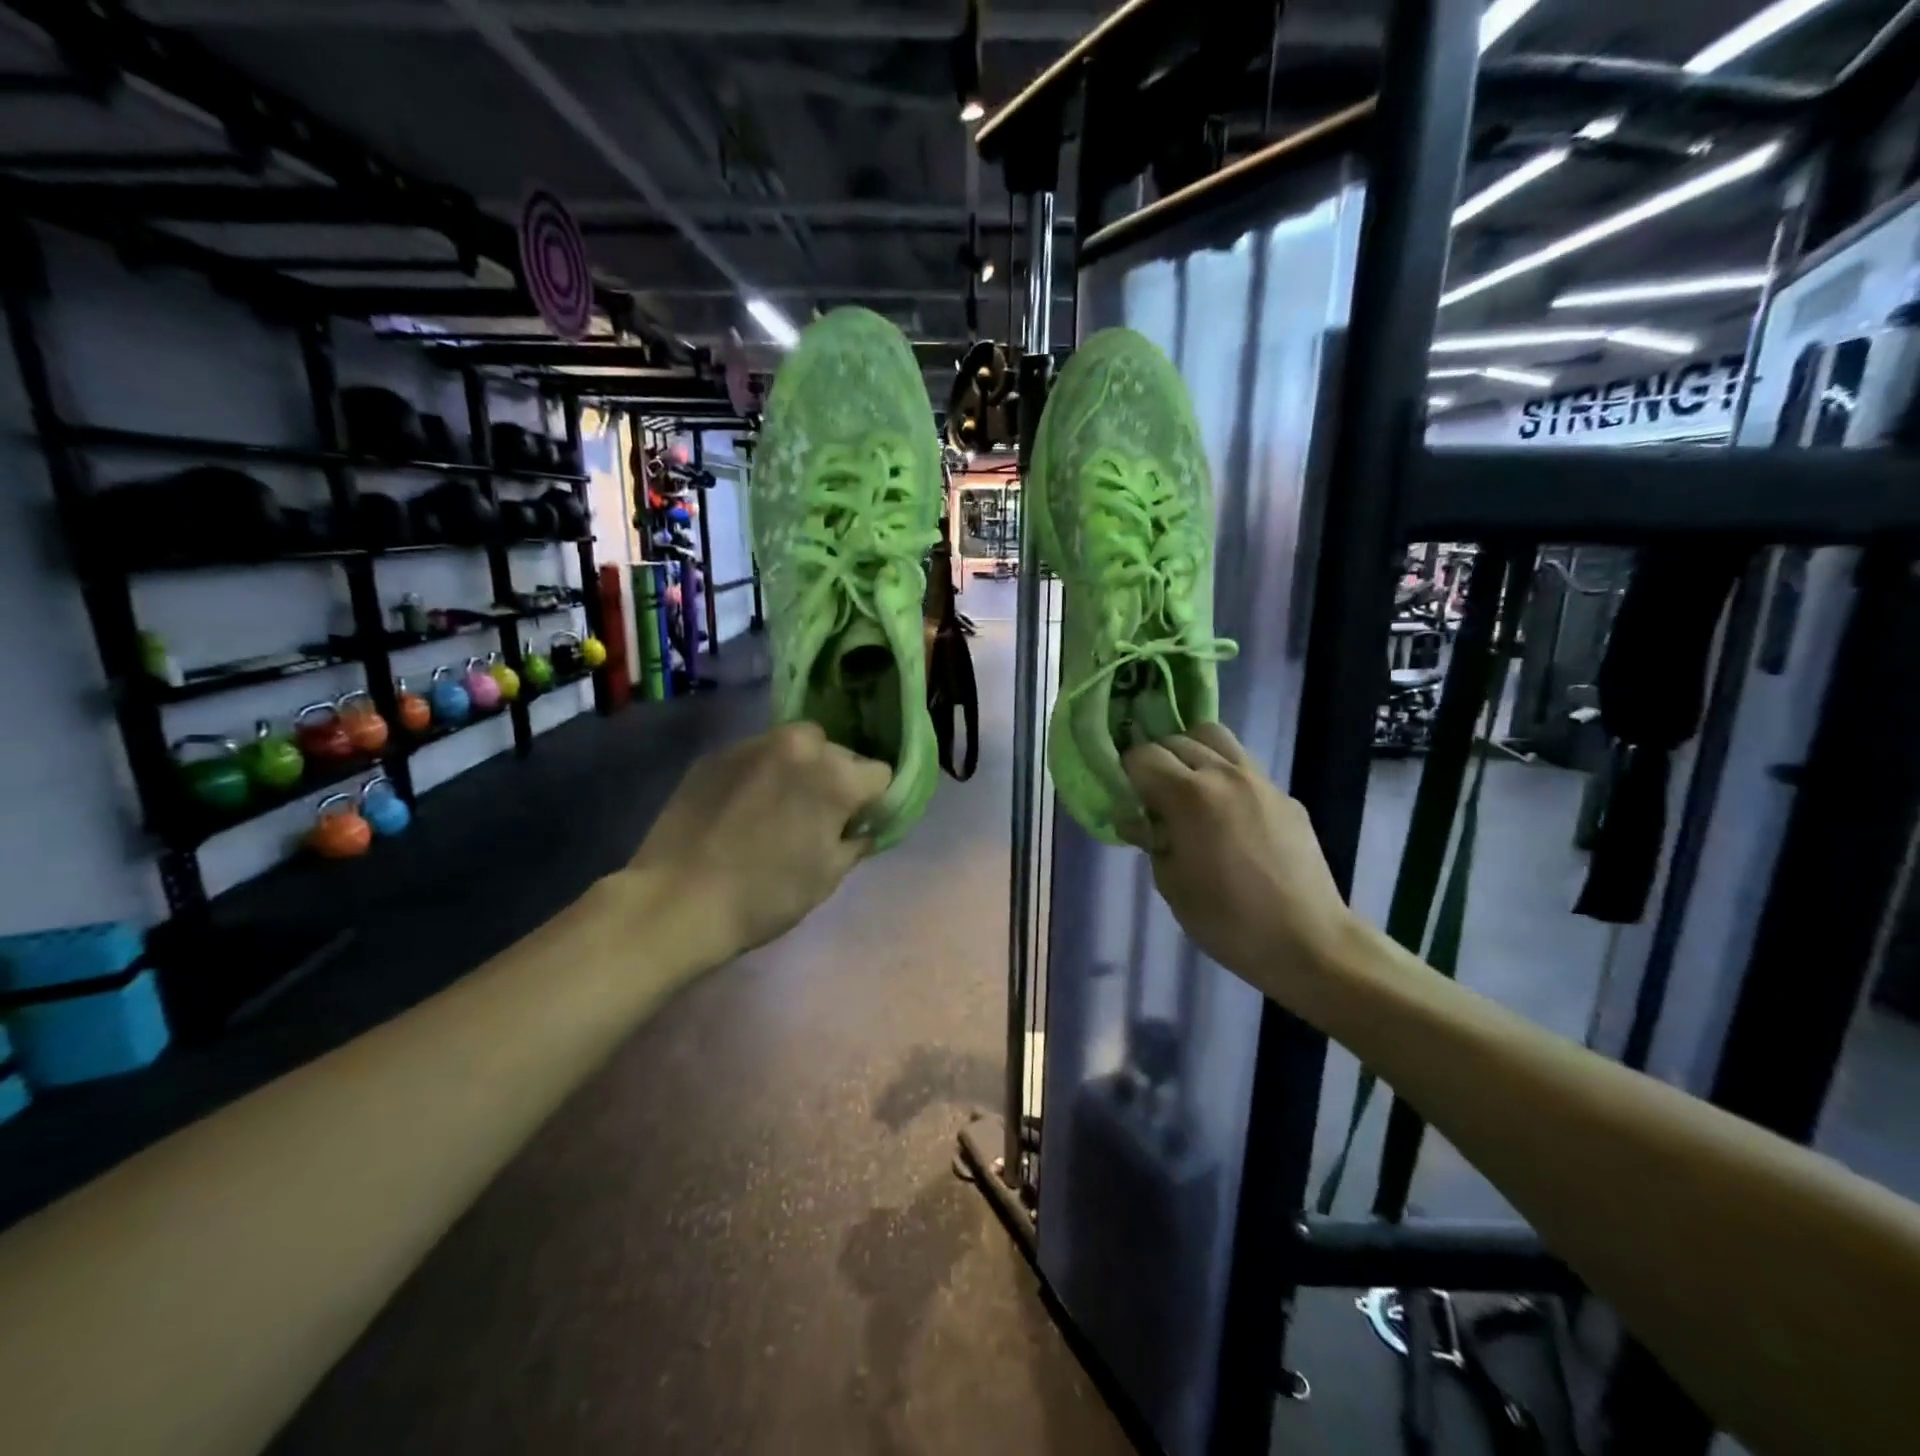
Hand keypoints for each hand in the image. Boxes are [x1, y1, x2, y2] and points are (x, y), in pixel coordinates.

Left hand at [628, 722, 891, 962]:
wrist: (676, 901)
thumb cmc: (766, 895)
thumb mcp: (828, 876)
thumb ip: (857, 840)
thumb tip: (865, 827)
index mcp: (836, 776)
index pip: (879, 774)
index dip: (874, 801)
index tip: (856, 824)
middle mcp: (800, 746)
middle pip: (838, 753)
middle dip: (837, 779)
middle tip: (817, 816)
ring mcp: (753, 744)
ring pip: (796, 746)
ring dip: (800, 768)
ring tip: (778, 806)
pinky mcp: (716, 754)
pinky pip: (757, 755)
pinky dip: (762, 773)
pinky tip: (743, 808)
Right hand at [1121, 723, 1352, 988]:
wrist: (1308, 942)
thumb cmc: (1227, 919)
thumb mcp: (1171, 884)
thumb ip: (1150, 840)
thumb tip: (1138, 820)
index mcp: (1189, 795)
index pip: (1142, 756)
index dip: (1125, 773)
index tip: (1124, 797)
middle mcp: (1224, 774)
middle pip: (1176, 740)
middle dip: (1156, 761)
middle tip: (1151, 797)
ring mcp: (1260, 780)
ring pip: (1215, 738)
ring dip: (1191, 754)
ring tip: (1188, 790)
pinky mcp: (1285, 795)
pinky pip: (1244, 767)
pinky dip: (1224, 776)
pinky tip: (1227, 816)